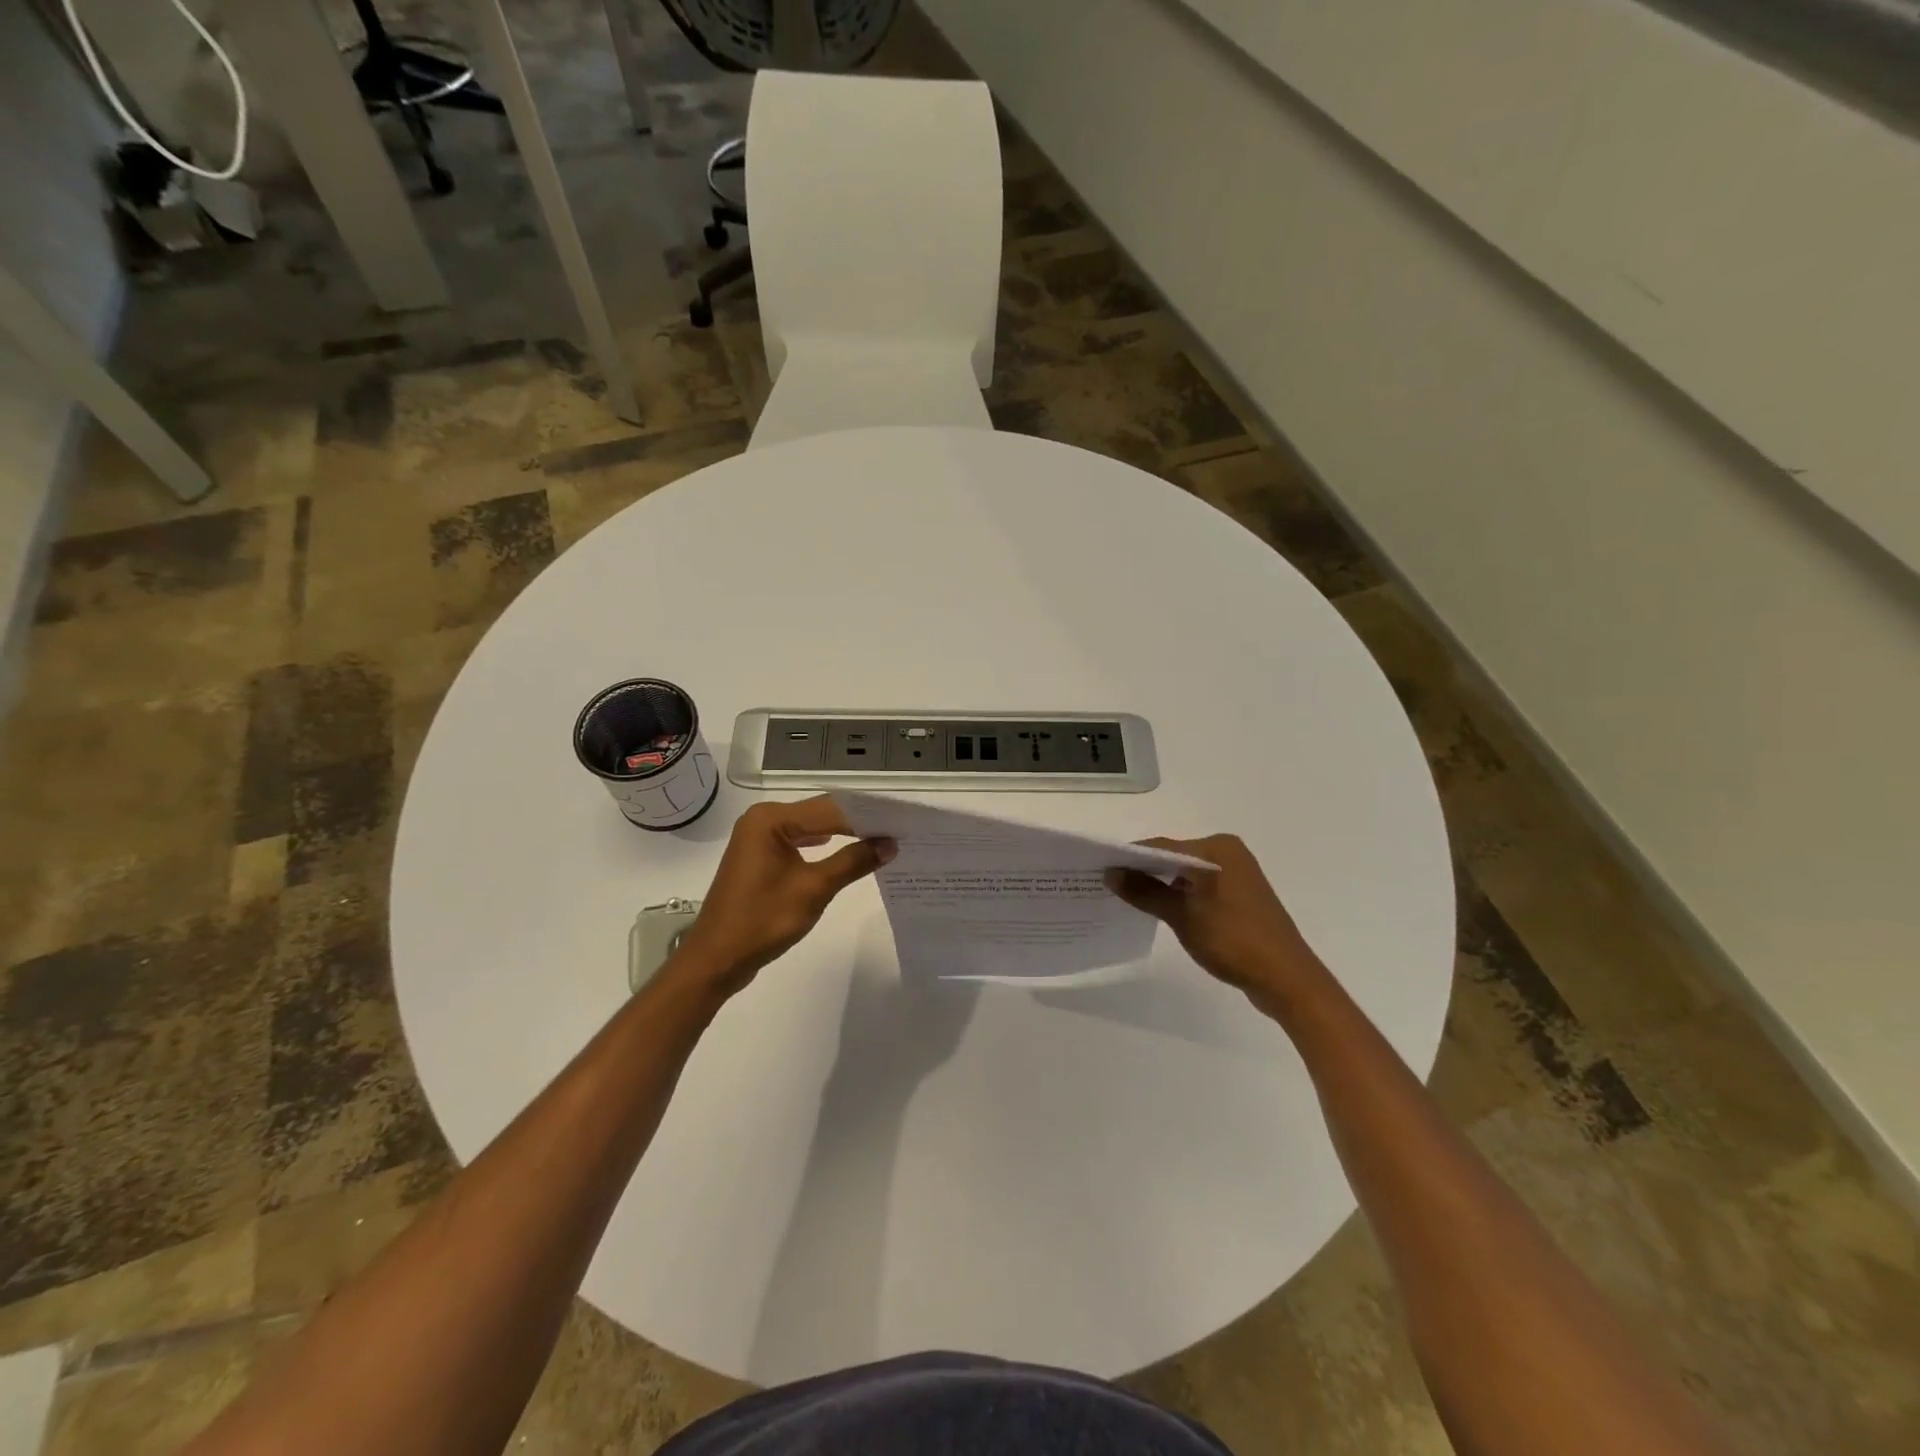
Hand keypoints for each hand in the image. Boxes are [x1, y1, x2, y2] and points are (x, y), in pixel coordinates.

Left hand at [670, 797, 894, 998]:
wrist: (715, 960)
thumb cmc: (762, 921)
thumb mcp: (813, 889)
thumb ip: (853, 861)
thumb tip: (890, 844)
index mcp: (771, 819)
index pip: (832, 808)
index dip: (869, 816)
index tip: (902, 822)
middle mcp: (763, 819)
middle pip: (822, 813)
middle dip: (859, 823)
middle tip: (898, 830)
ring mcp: (760, 838)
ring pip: (813, 827)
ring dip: (845, 834)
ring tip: (882, 840)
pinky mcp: (761, 857)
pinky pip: (801, 842)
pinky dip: (826, 847)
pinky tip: (849, 851)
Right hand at [1106, 834, 1326, 1009]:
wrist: (1286, 979)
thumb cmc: (1234, 940)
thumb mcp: (1182, 916)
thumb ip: (1145, 891)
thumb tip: (1111, 873)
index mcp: (1217, 848)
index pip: (1161, 846)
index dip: (1129, 858)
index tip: (1099, 869)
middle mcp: (1227, 854)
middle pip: (1173, 857)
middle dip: (1142, 871)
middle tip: (1107, 884)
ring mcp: (1235, 876)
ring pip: (1185, 874)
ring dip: (1159, 885)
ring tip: (1125, 898)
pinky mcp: (1238, 897)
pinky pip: (1198, 888)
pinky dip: (1178, 896)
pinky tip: (1157, 909)